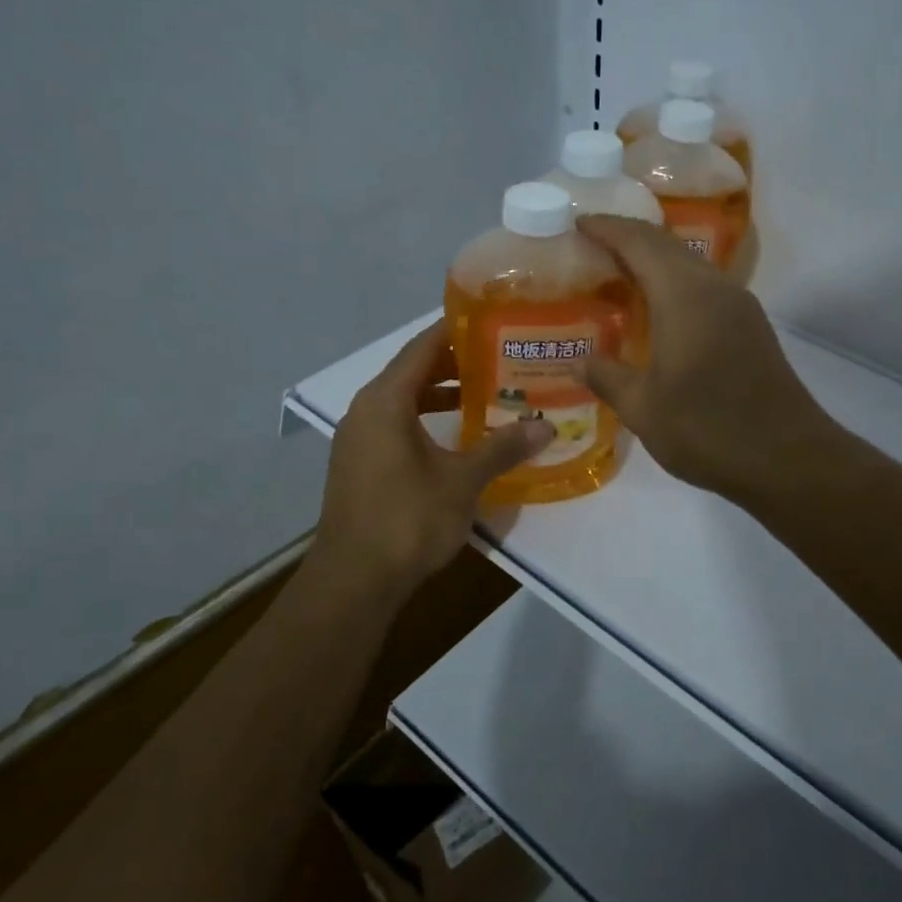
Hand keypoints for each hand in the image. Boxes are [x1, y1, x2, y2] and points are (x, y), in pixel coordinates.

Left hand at [312, 320, 553, 596]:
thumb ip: (502, 448)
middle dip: (455, 364)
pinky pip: (396, 426)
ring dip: (441, 395)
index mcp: (385, 401)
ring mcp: (359, 440)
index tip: (491, 320)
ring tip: (485, 394)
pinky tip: (457, 438)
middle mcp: (366, 411)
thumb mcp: (462, 481)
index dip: (455, 330)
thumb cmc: (407, 519)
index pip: (422, 347)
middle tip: (500, 357)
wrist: (355, 581)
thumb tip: (546, 425)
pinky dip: (425, 421)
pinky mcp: (360, 466)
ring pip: (403, 402)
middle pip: (412, 371)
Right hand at [578, 216, 839, 502]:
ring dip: (655, 262)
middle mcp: (715, 288)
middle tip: (592, 246)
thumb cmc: (708, 429)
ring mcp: (739, 307)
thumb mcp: (644, 408)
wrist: (788, 458)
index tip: (577, 222)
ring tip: (619, 275)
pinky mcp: (751, 328)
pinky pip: (705, 288)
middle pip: (667, 246)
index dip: (607, 228)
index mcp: (684, 295)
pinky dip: (675, 285)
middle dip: (629, 238)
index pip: (639, 242)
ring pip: (690, 266)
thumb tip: (579, 362)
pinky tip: (658, 312)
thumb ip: (608, 377)